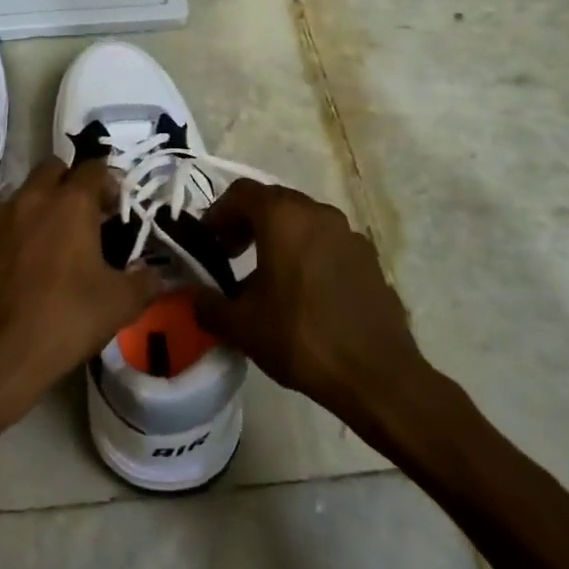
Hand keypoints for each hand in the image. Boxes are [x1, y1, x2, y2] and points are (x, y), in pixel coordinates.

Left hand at [0, 159, 162, 437]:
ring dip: (44, 202)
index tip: (117, 208)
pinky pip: (6, 218)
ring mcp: (0, 217)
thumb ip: (143, 282)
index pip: (94, 168)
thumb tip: (153, 274)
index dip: (110, 182)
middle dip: (72, 183)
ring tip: (58, 240)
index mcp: (70, 202)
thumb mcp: (120, 304)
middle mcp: (32, 198)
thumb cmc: (64, 319)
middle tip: (88, 216)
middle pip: (54, 169)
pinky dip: (21, 226)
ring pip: (26, 191)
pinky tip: (30, 260)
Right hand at [192, 180, 421, 413]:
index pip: (241, 193)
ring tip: (265, 276)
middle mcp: (318, 213)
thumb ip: (207, 304)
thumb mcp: (240, 325)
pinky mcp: (369, 258)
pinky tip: (303, 292)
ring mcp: (348, 234)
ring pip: (302, 221)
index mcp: (283, 217)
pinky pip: (327, 243)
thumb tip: (192, 296)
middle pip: (273, 202)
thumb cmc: (300, 338)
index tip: (208, 243)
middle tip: (230, 256)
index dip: (218, 213)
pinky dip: (307, 253)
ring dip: (278, 237)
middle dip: (246, 223)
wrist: (376, 375)